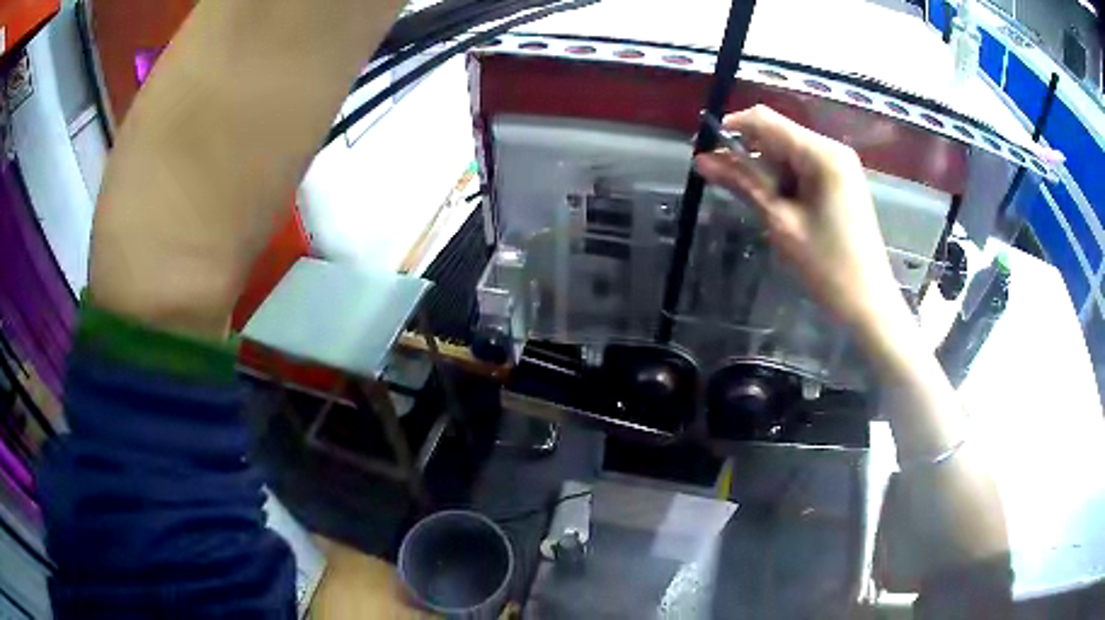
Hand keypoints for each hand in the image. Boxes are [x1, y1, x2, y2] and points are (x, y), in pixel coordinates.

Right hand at [695, 105, 901, 335]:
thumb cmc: (826, 265)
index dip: (731, 128)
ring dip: (763, 168)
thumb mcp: (781, 222)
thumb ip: (743, 184)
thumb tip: (701, 160)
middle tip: (718, 178)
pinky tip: (771, 201)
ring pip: (788, 152)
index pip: (766, 120)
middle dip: (746, 151)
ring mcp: (839, 165)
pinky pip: (802, 168)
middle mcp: (831, 149)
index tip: (703, 148)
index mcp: (821, 153)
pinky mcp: (840, 181)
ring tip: (743, 195)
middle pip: (777, 134)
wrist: (868, 302)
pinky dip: (782, 179)